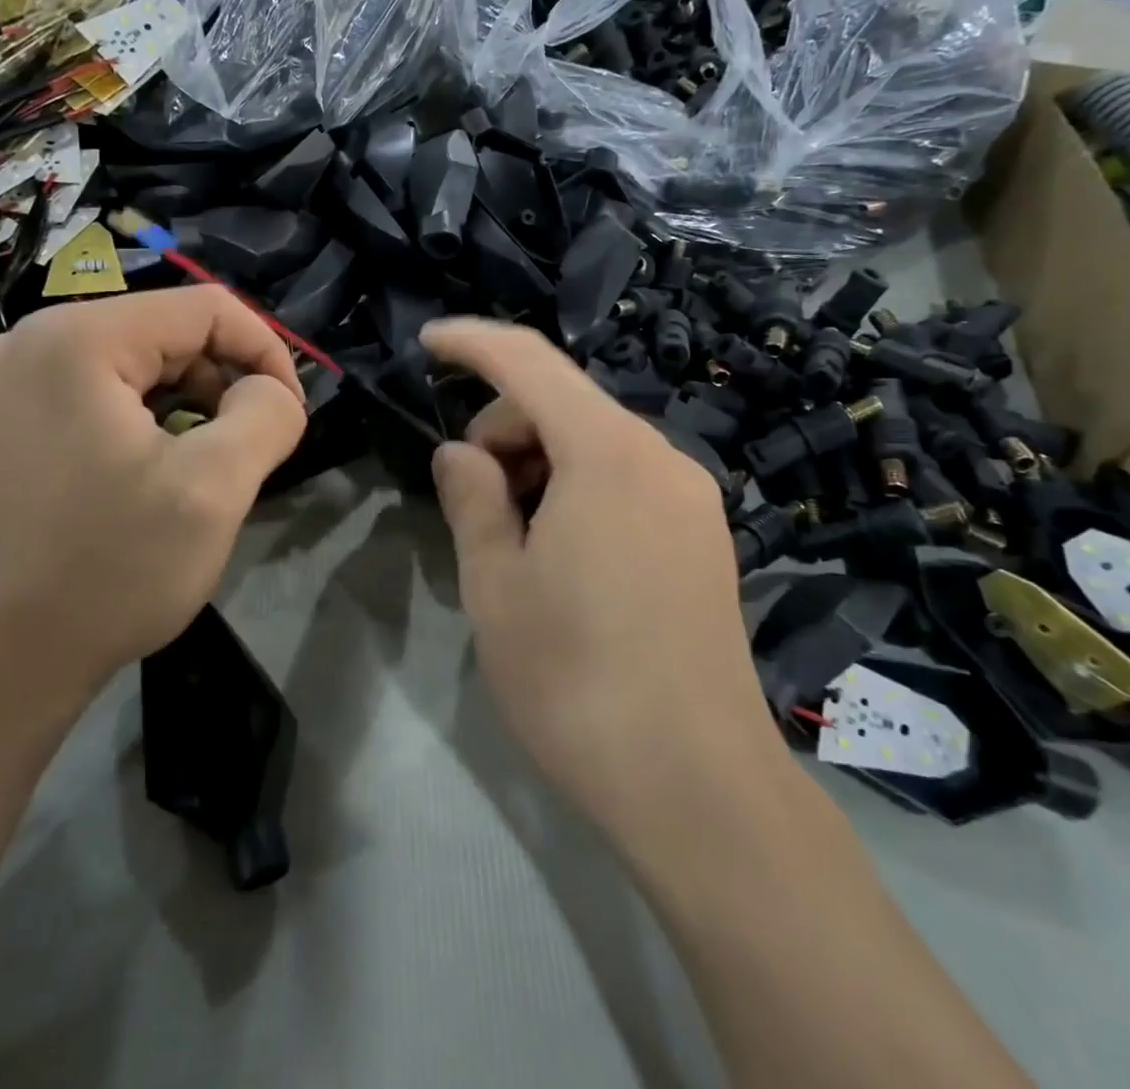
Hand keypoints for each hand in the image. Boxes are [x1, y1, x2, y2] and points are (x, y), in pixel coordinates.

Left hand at [0, 288, 306, 756]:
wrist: (8, 660)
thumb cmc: (112, 570)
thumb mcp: (215, 487)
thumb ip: (268, 415)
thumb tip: (273, 390)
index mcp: (77, 339)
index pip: (206, 308)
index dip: (266, 351)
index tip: (291, 413)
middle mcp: (34, 338)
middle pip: (170, 330)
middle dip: (226, 381)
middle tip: (250, 448)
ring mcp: (16, 376)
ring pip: (143, 359)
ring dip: (193, 402)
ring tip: (207, 464)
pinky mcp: (14, 413)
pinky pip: (108, 387)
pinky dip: (153, 416)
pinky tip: (161, 467)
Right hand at [421, 318, 787, 843]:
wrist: (698, 787)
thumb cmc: (576, 679)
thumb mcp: (496, 585)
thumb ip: (471, 499)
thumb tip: (459, 454)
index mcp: (608, 454)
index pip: (529, 363)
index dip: (472, 343)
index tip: (426, 342)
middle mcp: (660, 458)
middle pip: (562, 404)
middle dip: (502, 430)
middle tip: (472, 504)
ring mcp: (690, 498)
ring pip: (593, 443)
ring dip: (538, 465)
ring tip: (513, 541)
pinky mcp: (703, 537)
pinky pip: (624, 479)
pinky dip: (576, 488)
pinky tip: (560, 554)